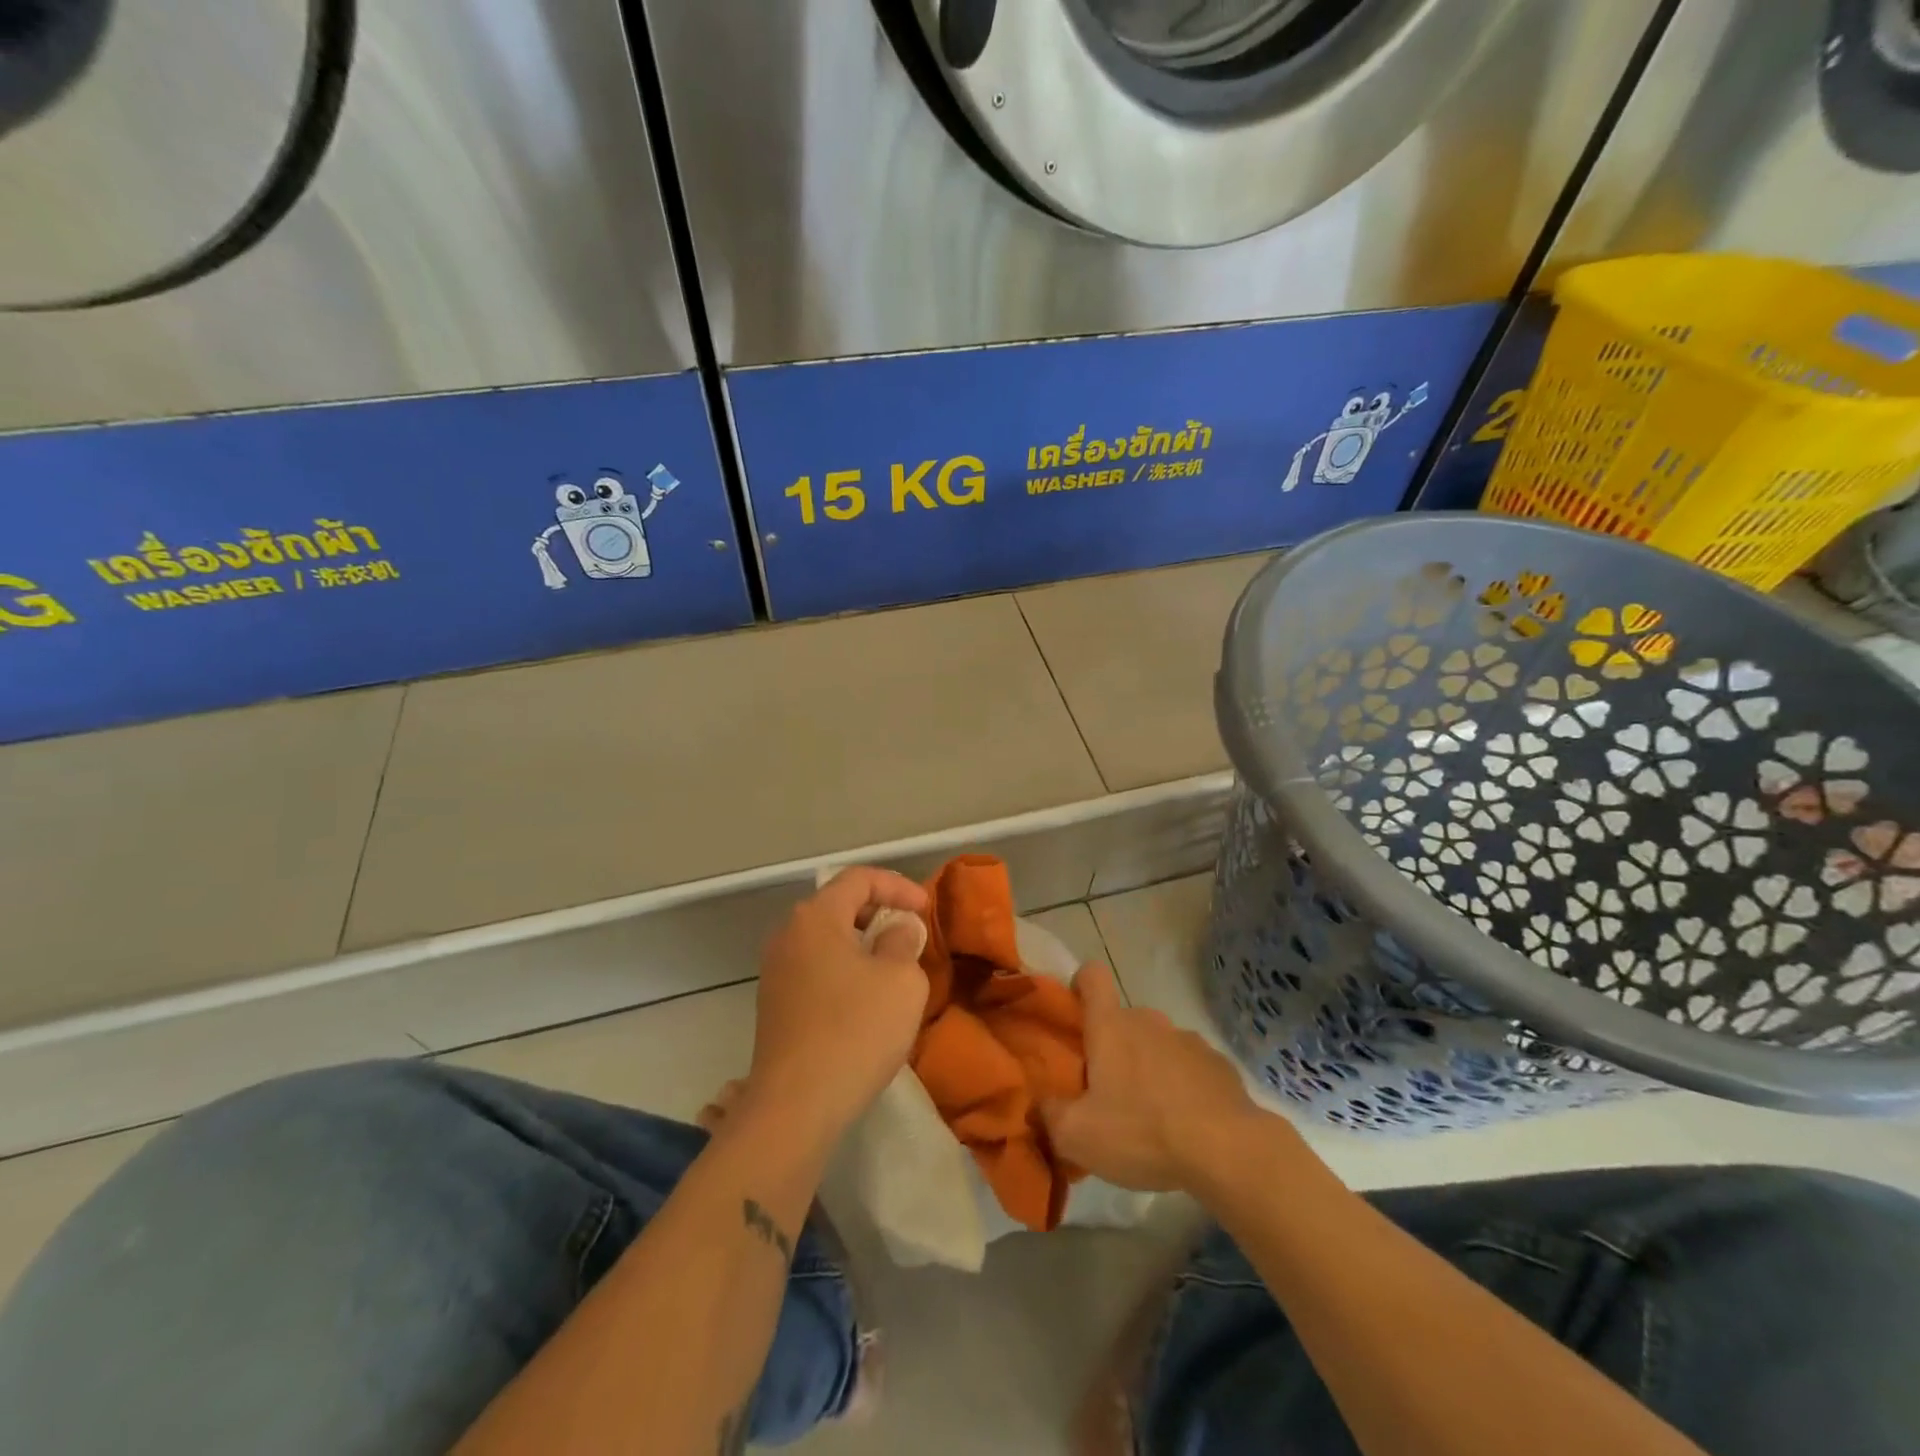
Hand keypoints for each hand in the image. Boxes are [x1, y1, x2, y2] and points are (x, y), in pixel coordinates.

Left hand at [743, 867, 930, 1145]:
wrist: (795, 1106)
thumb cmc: (856, 1031)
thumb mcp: (902, 980)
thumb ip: (902, 942)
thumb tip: (894, 931)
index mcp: (816, 917)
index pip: (859, 878)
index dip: (898, 886)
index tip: (926, 910)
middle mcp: (788, 935)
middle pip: (838, 905)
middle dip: (879, 912)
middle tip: (911, 933)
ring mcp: (776, 972)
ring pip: (826, 939)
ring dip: (862, 944)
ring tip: (893, 966)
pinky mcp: (774, 1005)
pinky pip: (816, 968)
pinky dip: (844, 970)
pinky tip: (865, 999)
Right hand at [1041, 963, 1263, 1192]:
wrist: (1227, 1150)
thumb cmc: (1142, 1132)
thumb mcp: (1078, 1135)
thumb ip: (1050, 1115)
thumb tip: (1041, 1104)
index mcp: (1111, 1026)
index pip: (1092, 976)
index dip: (1081, 985)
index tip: (1076, 1014)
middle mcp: (1149, 1021)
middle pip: (1123, 1020)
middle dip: (1114, 1048)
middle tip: (1109, 1093)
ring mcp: (1188, 1040)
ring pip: (1157, 1044)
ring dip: (1150, 1068)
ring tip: (1151, 1116)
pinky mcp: (1219, 1064)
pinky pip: (1190, 1066)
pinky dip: (1183, 1086)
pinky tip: (1186, 1123)